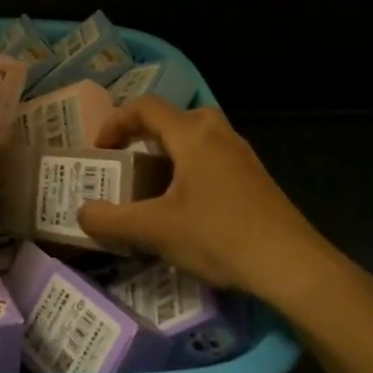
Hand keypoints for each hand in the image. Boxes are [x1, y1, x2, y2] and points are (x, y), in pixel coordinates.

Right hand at [76, 97, 372, 313]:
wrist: (290, 265)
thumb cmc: (218, 237)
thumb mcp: (155, 231)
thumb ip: (111, 220)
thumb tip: (82, 212)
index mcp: (193, 135)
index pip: (146, 107)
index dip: (116, 122)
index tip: (100, 150)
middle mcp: (219, 134)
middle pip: (176, 117)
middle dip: (146, 134)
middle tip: (129, 161)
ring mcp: (242, 155)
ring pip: (198, 137)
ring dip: (170, 152)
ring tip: (153, 185)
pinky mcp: (255, 177)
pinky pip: (214, 156)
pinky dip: (192, 167)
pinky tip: (188, 206)